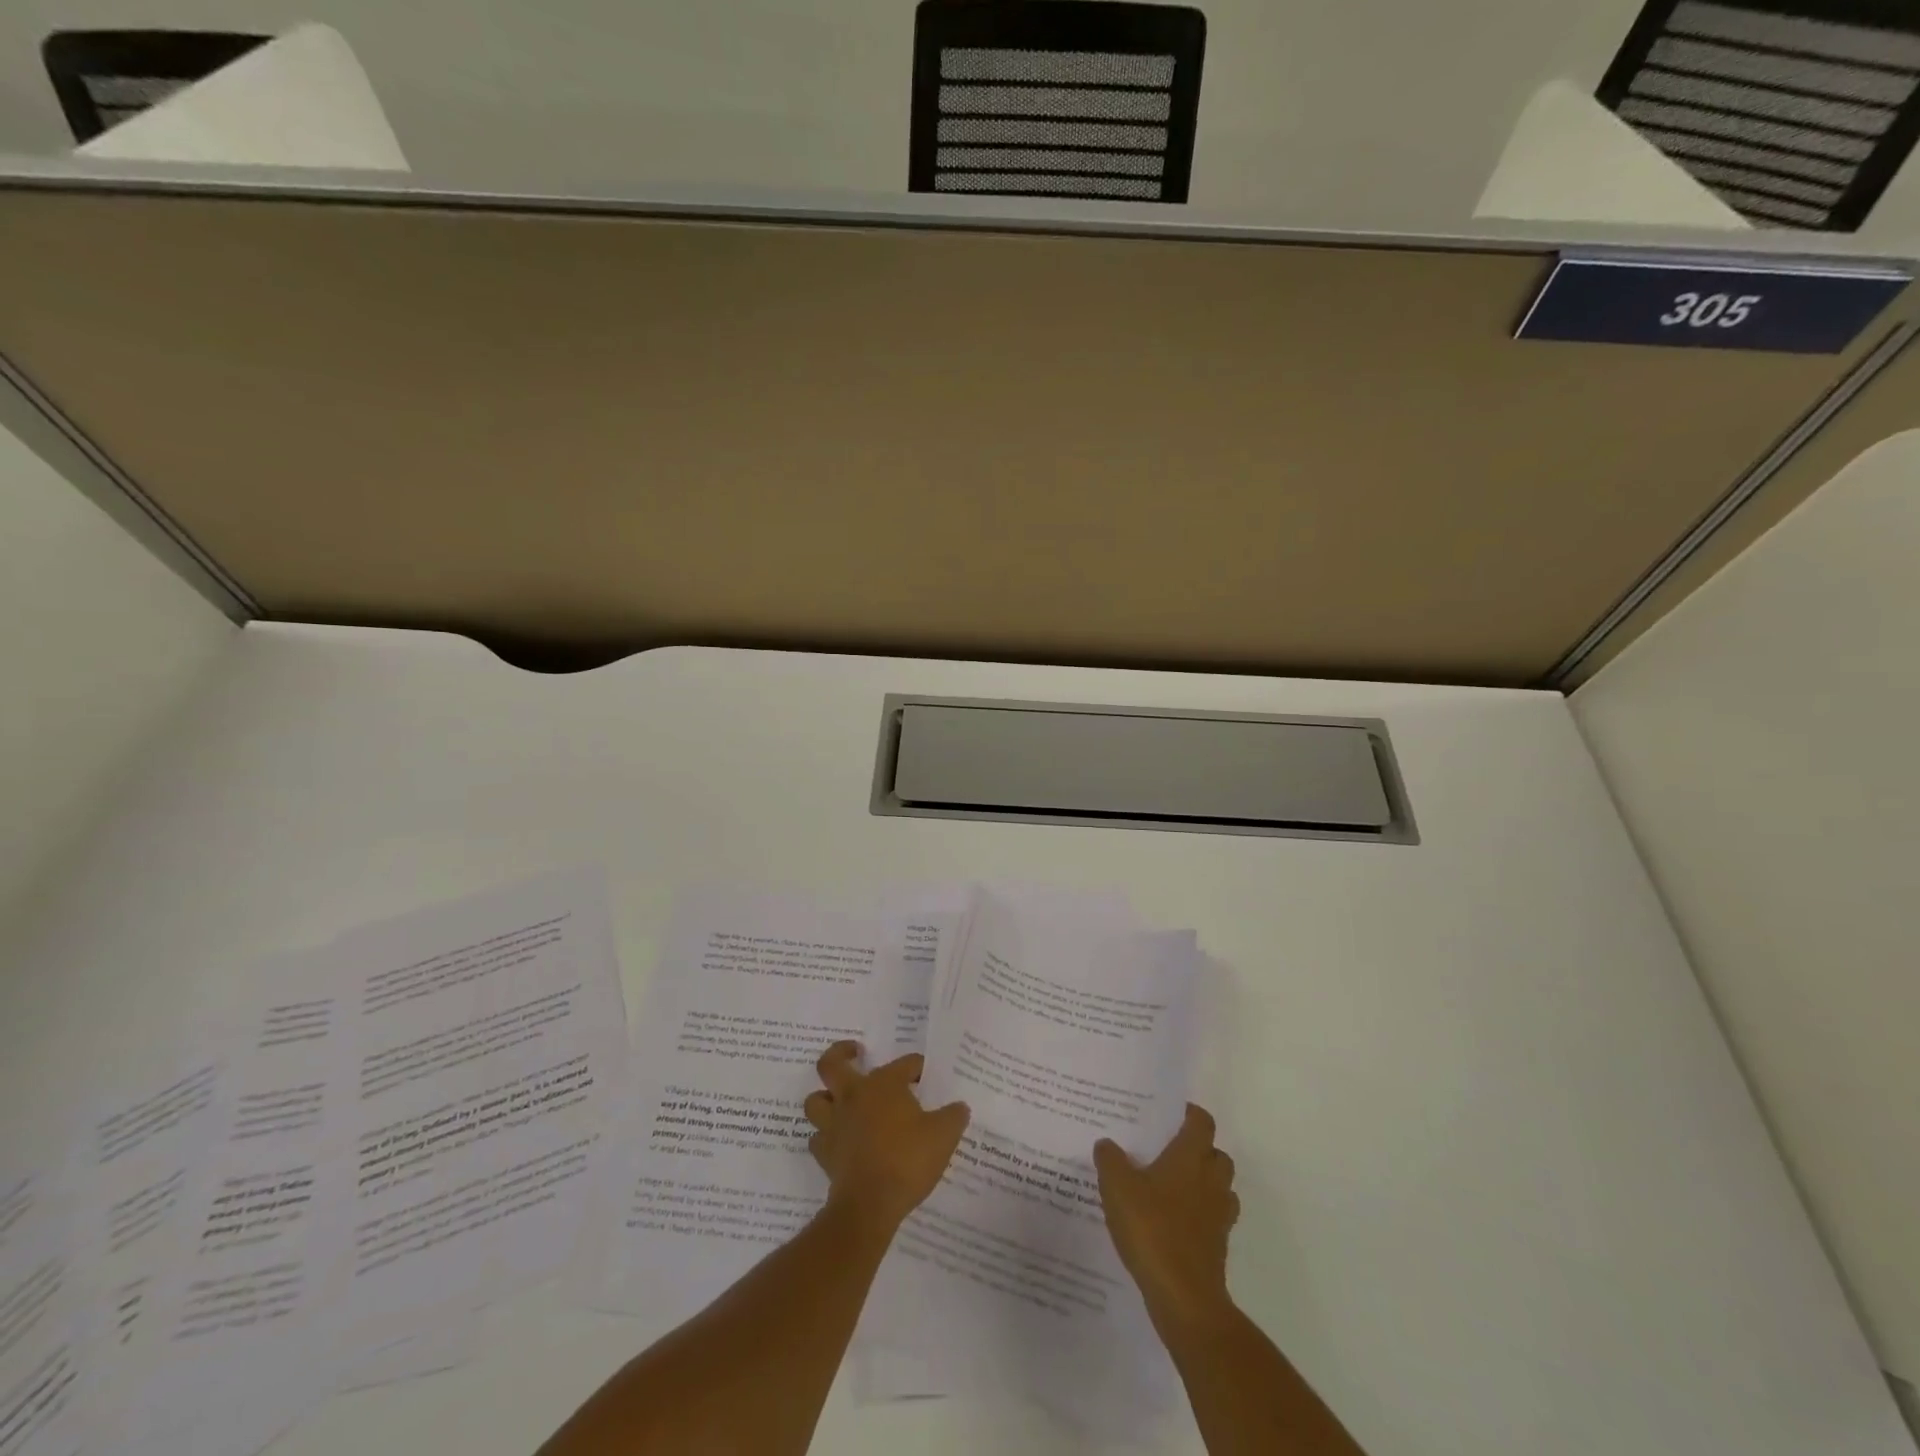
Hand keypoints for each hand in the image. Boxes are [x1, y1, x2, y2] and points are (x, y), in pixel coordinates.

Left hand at [804, 1042, 969, 1234]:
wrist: (870, 1204)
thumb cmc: (908, 1160)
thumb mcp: (944, 1136)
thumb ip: (954, 1117)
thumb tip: (960, 1107)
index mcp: (884, 1084)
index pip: (904, 1063)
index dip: (917, 1067)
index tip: (925, 1075)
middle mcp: (853, 1096)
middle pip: (831, 1064)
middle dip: (841, 1053)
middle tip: (855, 1053)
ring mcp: (834, 1124)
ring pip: (816, 1099)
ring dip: (826, 1097)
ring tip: (840, 1099)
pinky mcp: (824, 1153)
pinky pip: (817, 1137)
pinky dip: (825, 1135)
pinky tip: (839, 1140)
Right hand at [1094, 1104, 1239, 1332]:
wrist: (1184, 1297)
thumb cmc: (1152, 1229)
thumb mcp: (1117, 1187)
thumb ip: (1110, 1160)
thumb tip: (1107, 1144)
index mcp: (1191, 1157)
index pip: (1201, 1121)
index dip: (1189, 1114)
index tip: (1169, 1115)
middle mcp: (1211, 1180)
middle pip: (1216, 1154)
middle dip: (1198, 1150)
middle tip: (1167, 1152)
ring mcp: (1219, 1215)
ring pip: (1219, 1187)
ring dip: (1202, 1184)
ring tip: (1169, 1188)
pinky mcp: (1218, 1246)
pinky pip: (1213, 1218)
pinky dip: (1199, 1215)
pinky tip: (1171, 1223)